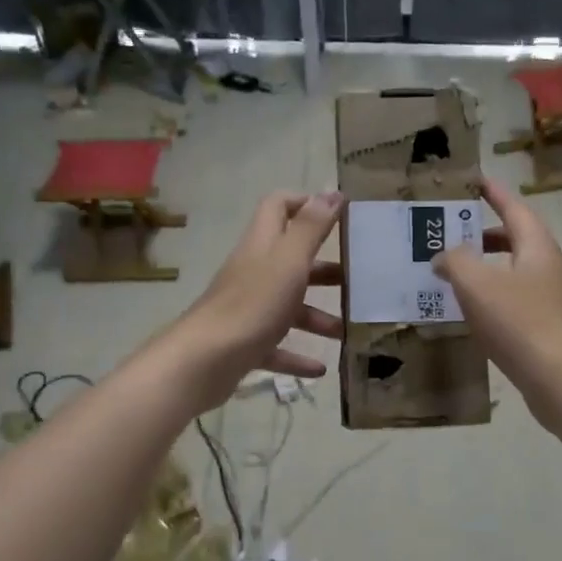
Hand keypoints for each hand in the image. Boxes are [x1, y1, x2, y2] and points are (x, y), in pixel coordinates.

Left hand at [166, 190, 344, 411]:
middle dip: (324, 269)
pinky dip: (299, 356)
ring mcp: (248, 309)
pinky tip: (321, 369)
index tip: (339, 215)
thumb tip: (332, 192)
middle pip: (291, 261)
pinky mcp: (245, 343)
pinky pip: (277, 347)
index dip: (305, 203)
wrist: (204, 361)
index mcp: (262, 246)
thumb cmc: (253, 304)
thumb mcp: (289, 261)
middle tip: (357, 280)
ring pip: (288, 306)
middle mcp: (254, 272)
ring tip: (347, 331)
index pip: (279, 207)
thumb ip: (311, 227)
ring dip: (318, 317)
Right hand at [433, 178, 561, 426]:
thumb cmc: (519, 322)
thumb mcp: (477, 284)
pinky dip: (492, 297)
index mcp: (536, 247)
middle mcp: (549, 268)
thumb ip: (455, 261)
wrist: (560, 379)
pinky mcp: (547, 329)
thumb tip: (444, 256)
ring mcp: (552, 300)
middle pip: (516, 240)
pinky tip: (473, 314)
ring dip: (487, 268)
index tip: (475, 181)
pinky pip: (515, 302)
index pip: (514, 208)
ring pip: (514, 273)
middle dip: (486, 234)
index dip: (493, 193)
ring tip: (456, 275)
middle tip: (455, 233)